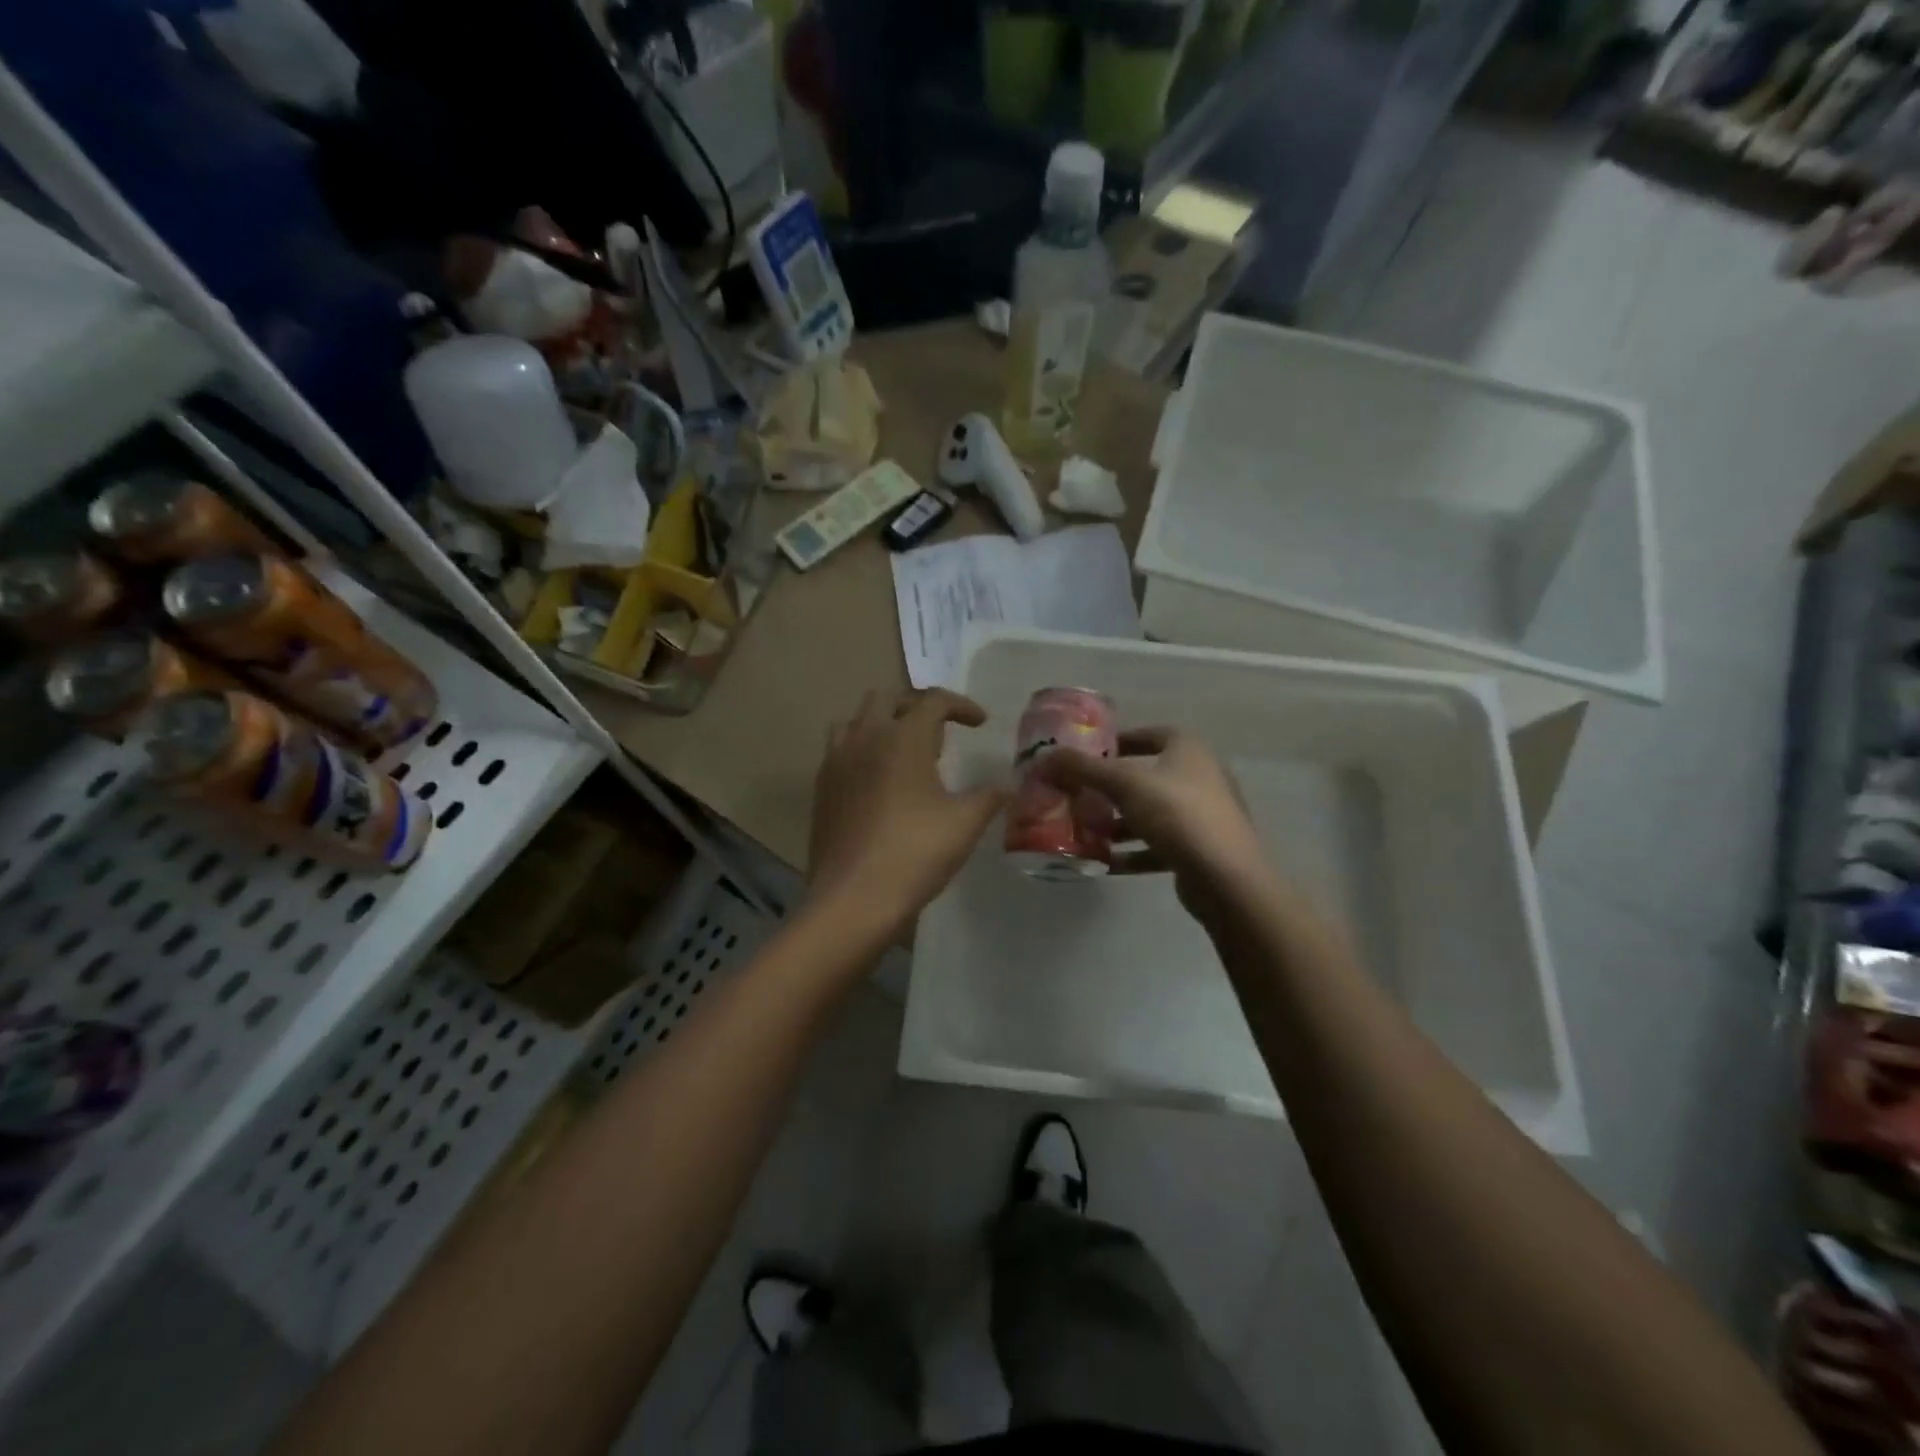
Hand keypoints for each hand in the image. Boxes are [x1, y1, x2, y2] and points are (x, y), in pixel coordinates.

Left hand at [806, 689, 1007, 939]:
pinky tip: (877, 782)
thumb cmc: (915, 853)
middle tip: (938, 734)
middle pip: (887, 698)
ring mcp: (836, 762)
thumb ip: (989, 798)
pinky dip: (861, 751)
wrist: (853, 898)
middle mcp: (865, 738)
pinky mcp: (821, 788)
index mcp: (902, 738)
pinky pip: (840, 751)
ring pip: (855, 721)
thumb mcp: (964, 824)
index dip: (961, 706)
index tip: (980, 723)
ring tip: (903, 752)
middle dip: (916, 706)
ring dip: (881, 724)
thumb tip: (1007, 787)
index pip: (934, 701)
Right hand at [1037, 728, 1268, 918]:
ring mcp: (1203, 815)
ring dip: (1118, 823)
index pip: (1148, 735)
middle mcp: (1200, 777)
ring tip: (1085, 831)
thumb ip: (1082, 769)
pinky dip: (1132, 852)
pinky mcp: (1200, 850)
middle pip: (1145, 777)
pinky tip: (1103, 863)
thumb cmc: (1176, 814)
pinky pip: (1158, 845)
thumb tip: (1044, 757)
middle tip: (1077, 796)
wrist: (1225, 878)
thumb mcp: (1123, 784)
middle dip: (1110, 788)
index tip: (1086, 755)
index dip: (1117, 742)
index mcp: (1188, 750)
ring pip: (1150, 814)